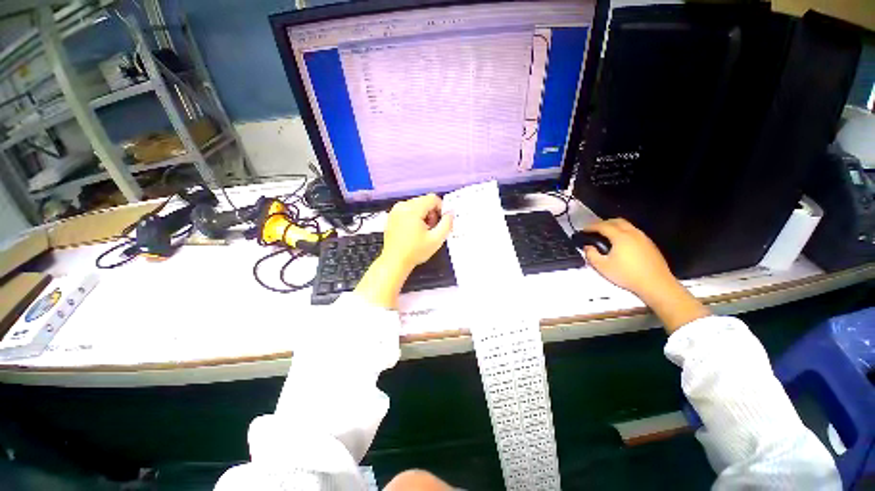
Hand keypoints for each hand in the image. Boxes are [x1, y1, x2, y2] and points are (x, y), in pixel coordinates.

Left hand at [381, 194, 453, 269]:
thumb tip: (451, 212)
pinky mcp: (392, 215)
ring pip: (417, 205)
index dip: (441, 209)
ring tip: (423, 231)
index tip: (440, 222)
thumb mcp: (436, 240)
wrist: (394, 262)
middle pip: (424, 201)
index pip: (433, 198)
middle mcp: (402, 206)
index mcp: (412, 209)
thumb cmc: (415, 252)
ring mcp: (395, 210)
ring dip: (424, 215)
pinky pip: (408, 209)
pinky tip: (414, 231)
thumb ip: (447, 224)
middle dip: (432, 213)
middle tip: (431, 229)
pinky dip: (414, 217)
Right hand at [582, 218, 674, 298]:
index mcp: (620, 237)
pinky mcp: (650, 244)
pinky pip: (634, 232)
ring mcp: (643, 238)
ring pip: (627, 225)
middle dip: (604, 223)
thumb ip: (591, 255)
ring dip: (615, 226)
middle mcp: (633, 233)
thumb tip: (587, 247)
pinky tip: (621, 243)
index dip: (591, 226)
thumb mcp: (602, 267)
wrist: (656, 284)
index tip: (583, 230)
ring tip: (606, 235)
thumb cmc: (627, 275)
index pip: (603, 226)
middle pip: (617, 221)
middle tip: (594, 230)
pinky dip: (624, 232)